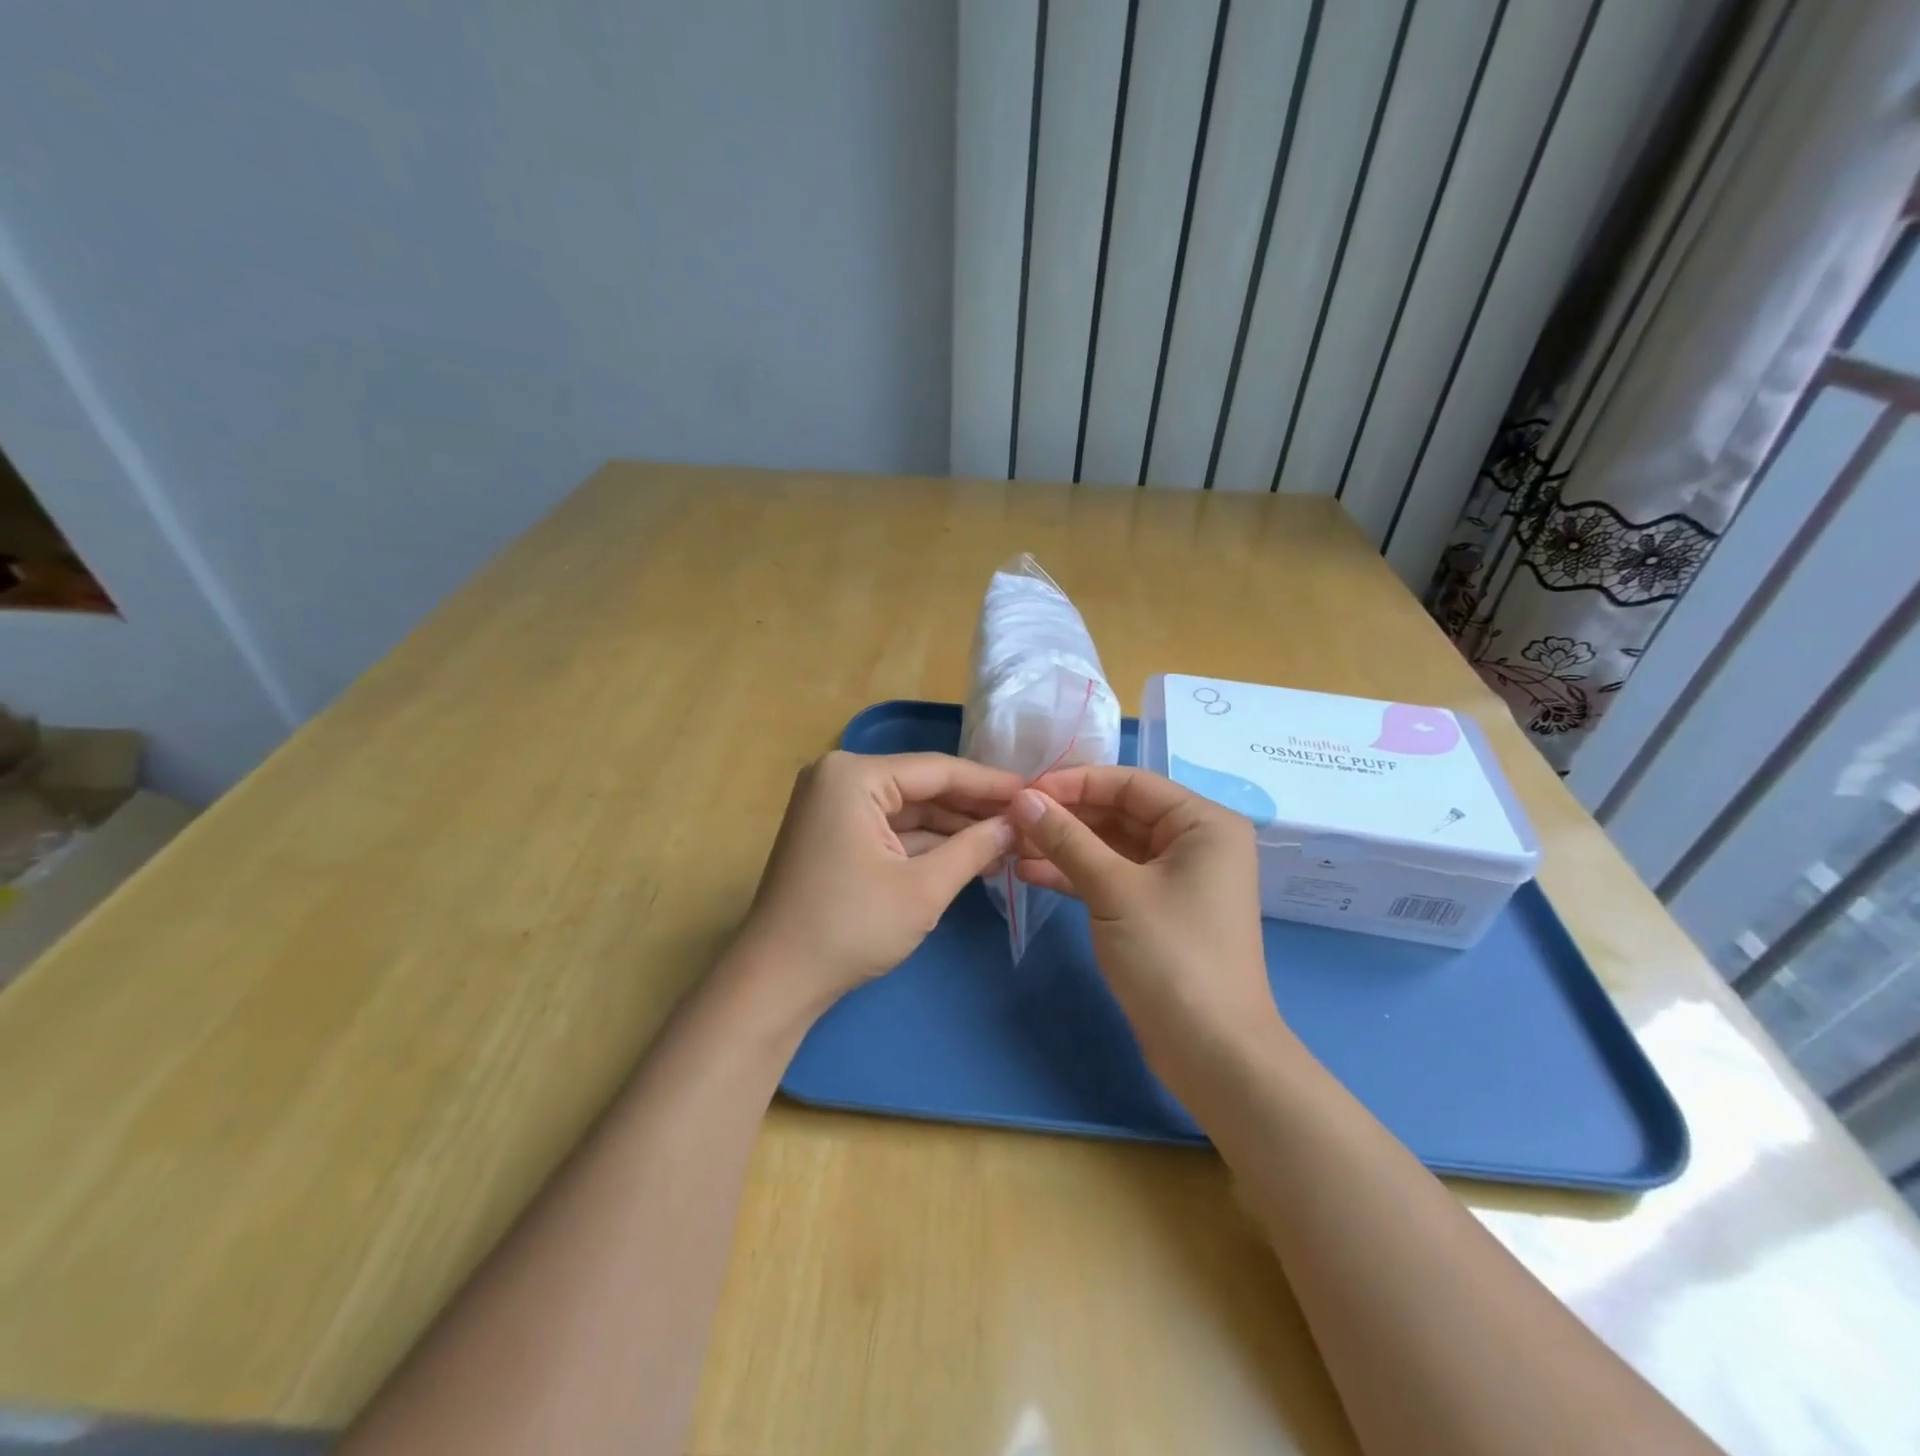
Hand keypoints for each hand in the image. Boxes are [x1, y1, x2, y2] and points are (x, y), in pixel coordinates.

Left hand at [737, 750, 1021, 1013]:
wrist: (777, 980)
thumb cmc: (851, 927)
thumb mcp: (924, 888)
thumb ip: (975, 848)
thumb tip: (1017, 824)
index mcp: (854, 775)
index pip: (937, 770)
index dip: (990, 784)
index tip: (1034, 791)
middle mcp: (839, 778)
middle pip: (922, 787)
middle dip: (972, 808)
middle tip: (1026, 821)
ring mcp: (832, 806)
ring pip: (908, 810)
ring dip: (953, 828)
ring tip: (1007, 841)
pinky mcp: (833, 834)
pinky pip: (889, 828)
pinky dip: (926, 843)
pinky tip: (969, 855)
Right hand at [1010, 766, 1281, 1065]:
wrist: (1211, 1053)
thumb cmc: (1171, 957)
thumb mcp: (1114, 889)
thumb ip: (1067, 839)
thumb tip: (1023, 798)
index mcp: (1203, 823)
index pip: (1130, 783)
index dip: (1075, 782)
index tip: (1024, 791)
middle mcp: (1194, 842)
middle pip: (1120, 812)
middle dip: (1066, 816)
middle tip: (1012, 819)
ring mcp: (1176, 878)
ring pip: (1112, 846)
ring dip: (1065, 846)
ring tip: (1012, 846)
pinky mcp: (1157, 910)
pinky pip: (1113, 877)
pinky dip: (1076, 874)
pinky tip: (1031, 872)